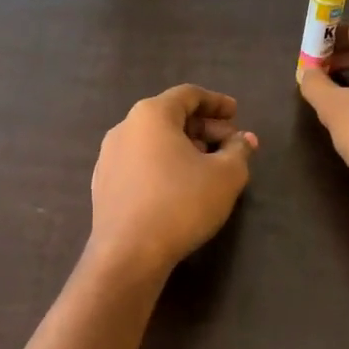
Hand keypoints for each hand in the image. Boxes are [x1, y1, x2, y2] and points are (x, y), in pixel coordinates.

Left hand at [88, 85, 257, 274]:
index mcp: (151, 115)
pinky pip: (140, 163)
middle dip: (204, 129)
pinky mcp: (103, 185)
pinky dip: (163, 165)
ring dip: (184, 148)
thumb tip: (244, 140)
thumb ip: (239, 151)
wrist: (129, 253)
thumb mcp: (225, 176)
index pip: (188, 95)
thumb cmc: (181, 203)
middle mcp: (124, 128)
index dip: (216, 103)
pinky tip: (179, 187)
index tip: (236, 113)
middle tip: (230, 145)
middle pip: (170, 117)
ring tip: (208, 167)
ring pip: (154, 142)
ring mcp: (109, 157)